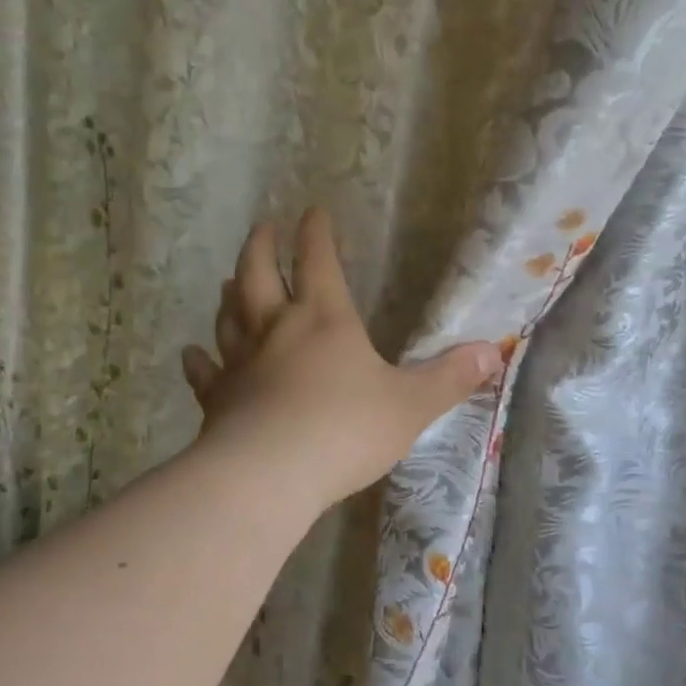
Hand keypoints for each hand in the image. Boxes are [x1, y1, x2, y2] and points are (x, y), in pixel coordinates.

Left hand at [181, 209, 502, 509]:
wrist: (269, 475)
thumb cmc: (345, 430)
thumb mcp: (411, 405)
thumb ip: (450, 378)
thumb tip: (493, 352)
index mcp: (324, 320)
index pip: (319, 262)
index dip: (316, 234)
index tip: (312, 210)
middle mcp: (276, 330)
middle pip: (258, 275)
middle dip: (262, 247)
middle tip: (262, 228)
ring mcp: (241, 364)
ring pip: (229, 316)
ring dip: (230, 293)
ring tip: (230, 279)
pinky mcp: (218, 400)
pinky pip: (205, 372)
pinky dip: (197, 360)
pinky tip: (191, 353)